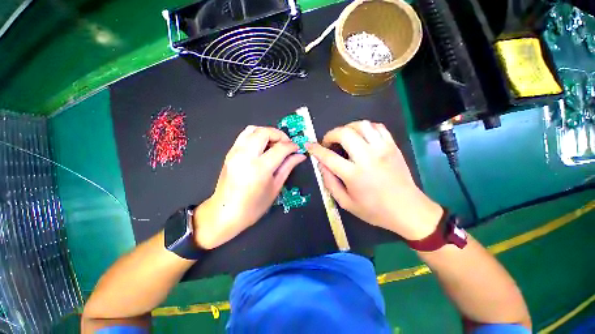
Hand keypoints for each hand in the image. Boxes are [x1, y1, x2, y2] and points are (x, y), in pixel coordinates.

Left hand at [194, 126, 305, 248]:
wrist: (226, 213)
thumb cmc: (254, 206)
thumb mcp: (275, 187)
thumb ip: (288, 167)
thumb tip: (300, 155)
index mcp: (260, 168)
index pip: (280, 148)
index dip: (292, 146)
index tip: (297, 148)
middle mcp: (246, 156)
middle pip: (265, 132)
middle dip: (280, 135)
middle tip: (287, 144)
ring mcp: (235, 152)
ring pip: (253, 129)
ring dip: (267, 132)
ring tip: (275, 143)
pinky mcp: (230, 153)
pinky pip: (244, 135)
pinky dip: (256, 135)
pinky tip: (262, 146)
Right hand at [306, 120, 442, 239]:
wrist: (408, 210)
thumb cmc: (374, 210)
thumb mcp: (346, 203)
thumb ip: (330, 183)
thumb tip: (322, 165)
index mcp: (354, 174)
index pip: (328, 156)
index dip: (315, 149)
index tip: (309, 145)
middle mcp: (367, 158)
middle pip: (344, 133)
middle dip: (331, 134)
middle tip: (328, 143)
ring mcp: (382, 149)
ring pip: (361, 125)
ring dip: (347, 128)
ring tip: (344, 138)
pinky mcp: (393, 146)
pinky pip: (377, 127)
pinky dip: (365, 128)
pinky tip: (361, 136)